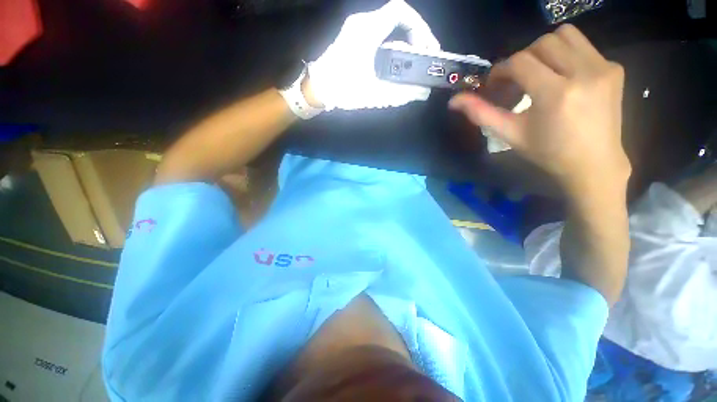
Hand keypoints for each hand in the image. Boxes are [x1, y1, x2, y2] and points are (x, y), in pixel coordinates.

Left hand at [308, 0, 439, 110]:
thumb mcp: (374, 94)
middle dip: (414, 34)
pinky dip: (391, 44)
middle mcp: (361, 23)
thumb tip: (422, 92)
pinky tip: (394, 62)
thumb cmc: (343, 90)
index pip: (400, 11)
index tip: (425, 47)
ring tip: (412, 60)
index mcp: (368, 30)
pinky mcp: (352, 38)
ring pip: (387, 25)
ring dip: (402, 40)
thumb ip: (402, 93)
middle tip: (423, 55)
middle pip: (396, 18)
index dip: (419, 26)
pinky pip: (378, 33)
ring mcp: (355, 29)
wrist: (316, 90)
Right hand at [449, 24, 629, 196]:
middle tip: (516, 81)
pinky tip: (562, 78)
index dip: (501, 70)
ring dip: (544, 50)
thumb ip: (481, 114)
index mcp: (555, 94)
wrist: (594, 163)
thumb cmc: (547, 152)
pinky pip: (584, 46)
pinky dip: (565, 56)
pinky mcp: (615, 68)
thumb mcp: (509, 134)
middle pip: (542, 43)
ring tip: (539, 73)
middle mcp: (583, 73)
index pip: (520, 62)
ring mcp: (603, 68)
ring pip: (565, 35)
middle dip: (521, 59)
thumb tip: (454, 101)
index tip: (495, 84)